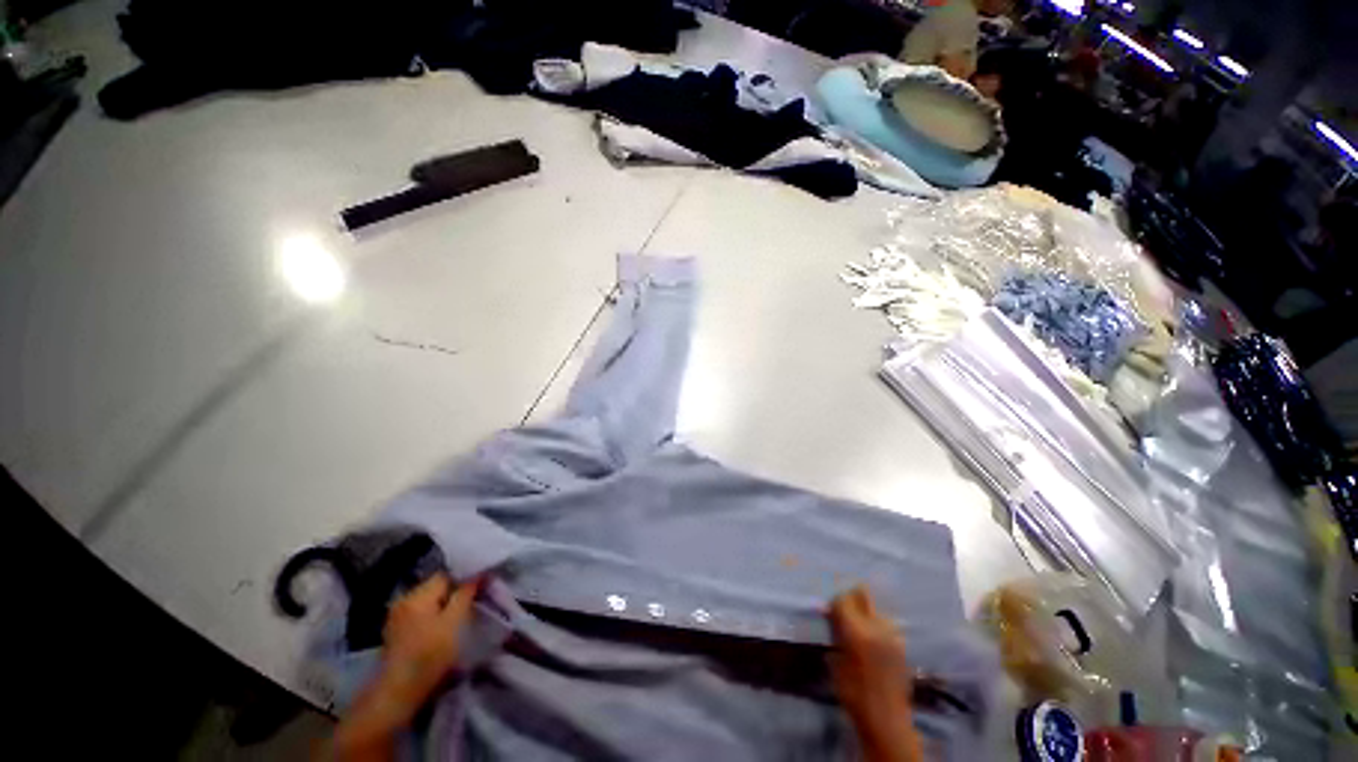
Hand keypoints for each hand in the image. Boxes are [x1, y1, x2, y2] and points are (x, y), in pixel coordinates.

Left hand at [330, 574, 482, 761]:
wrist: (397, 693)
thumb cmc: (430, 654)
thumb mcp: (455, 621)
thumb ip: (466, 593)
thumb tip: (478, 573)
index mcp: (417, 594)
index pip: (446, 575)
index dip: (464, 579)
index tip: (480, 588)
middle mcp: (404, 600)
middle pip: (436, 587)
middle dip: (454, 593)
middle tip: (472, 604)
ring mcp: (396, 617)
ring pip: (428, 601)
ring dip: (444, 606)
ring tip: (459, 618)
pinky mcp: (395, 633)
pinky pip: (420, 614)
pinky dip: (432, 617)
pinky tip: (441, 630)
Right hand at [828, 586, 922, 761]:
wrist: (886, 719)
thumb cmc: (853, 693)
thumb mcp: (835, 662)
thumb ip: (835, 633)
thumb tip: (830, 615)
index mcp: (857, 631)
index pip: (843, 598)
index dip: (834, 603)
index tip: (830, 613)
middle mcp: (876, 626)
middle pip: (863, 594)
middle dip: (851, 598)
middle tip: (844, 612)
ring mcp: (892, 634)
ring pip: (875, 607)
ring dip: (865, 611)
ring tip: (858, 629)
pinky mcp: (901, 643)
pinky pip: (885, 622)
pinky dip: (875, 624)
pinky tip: (871, 642)